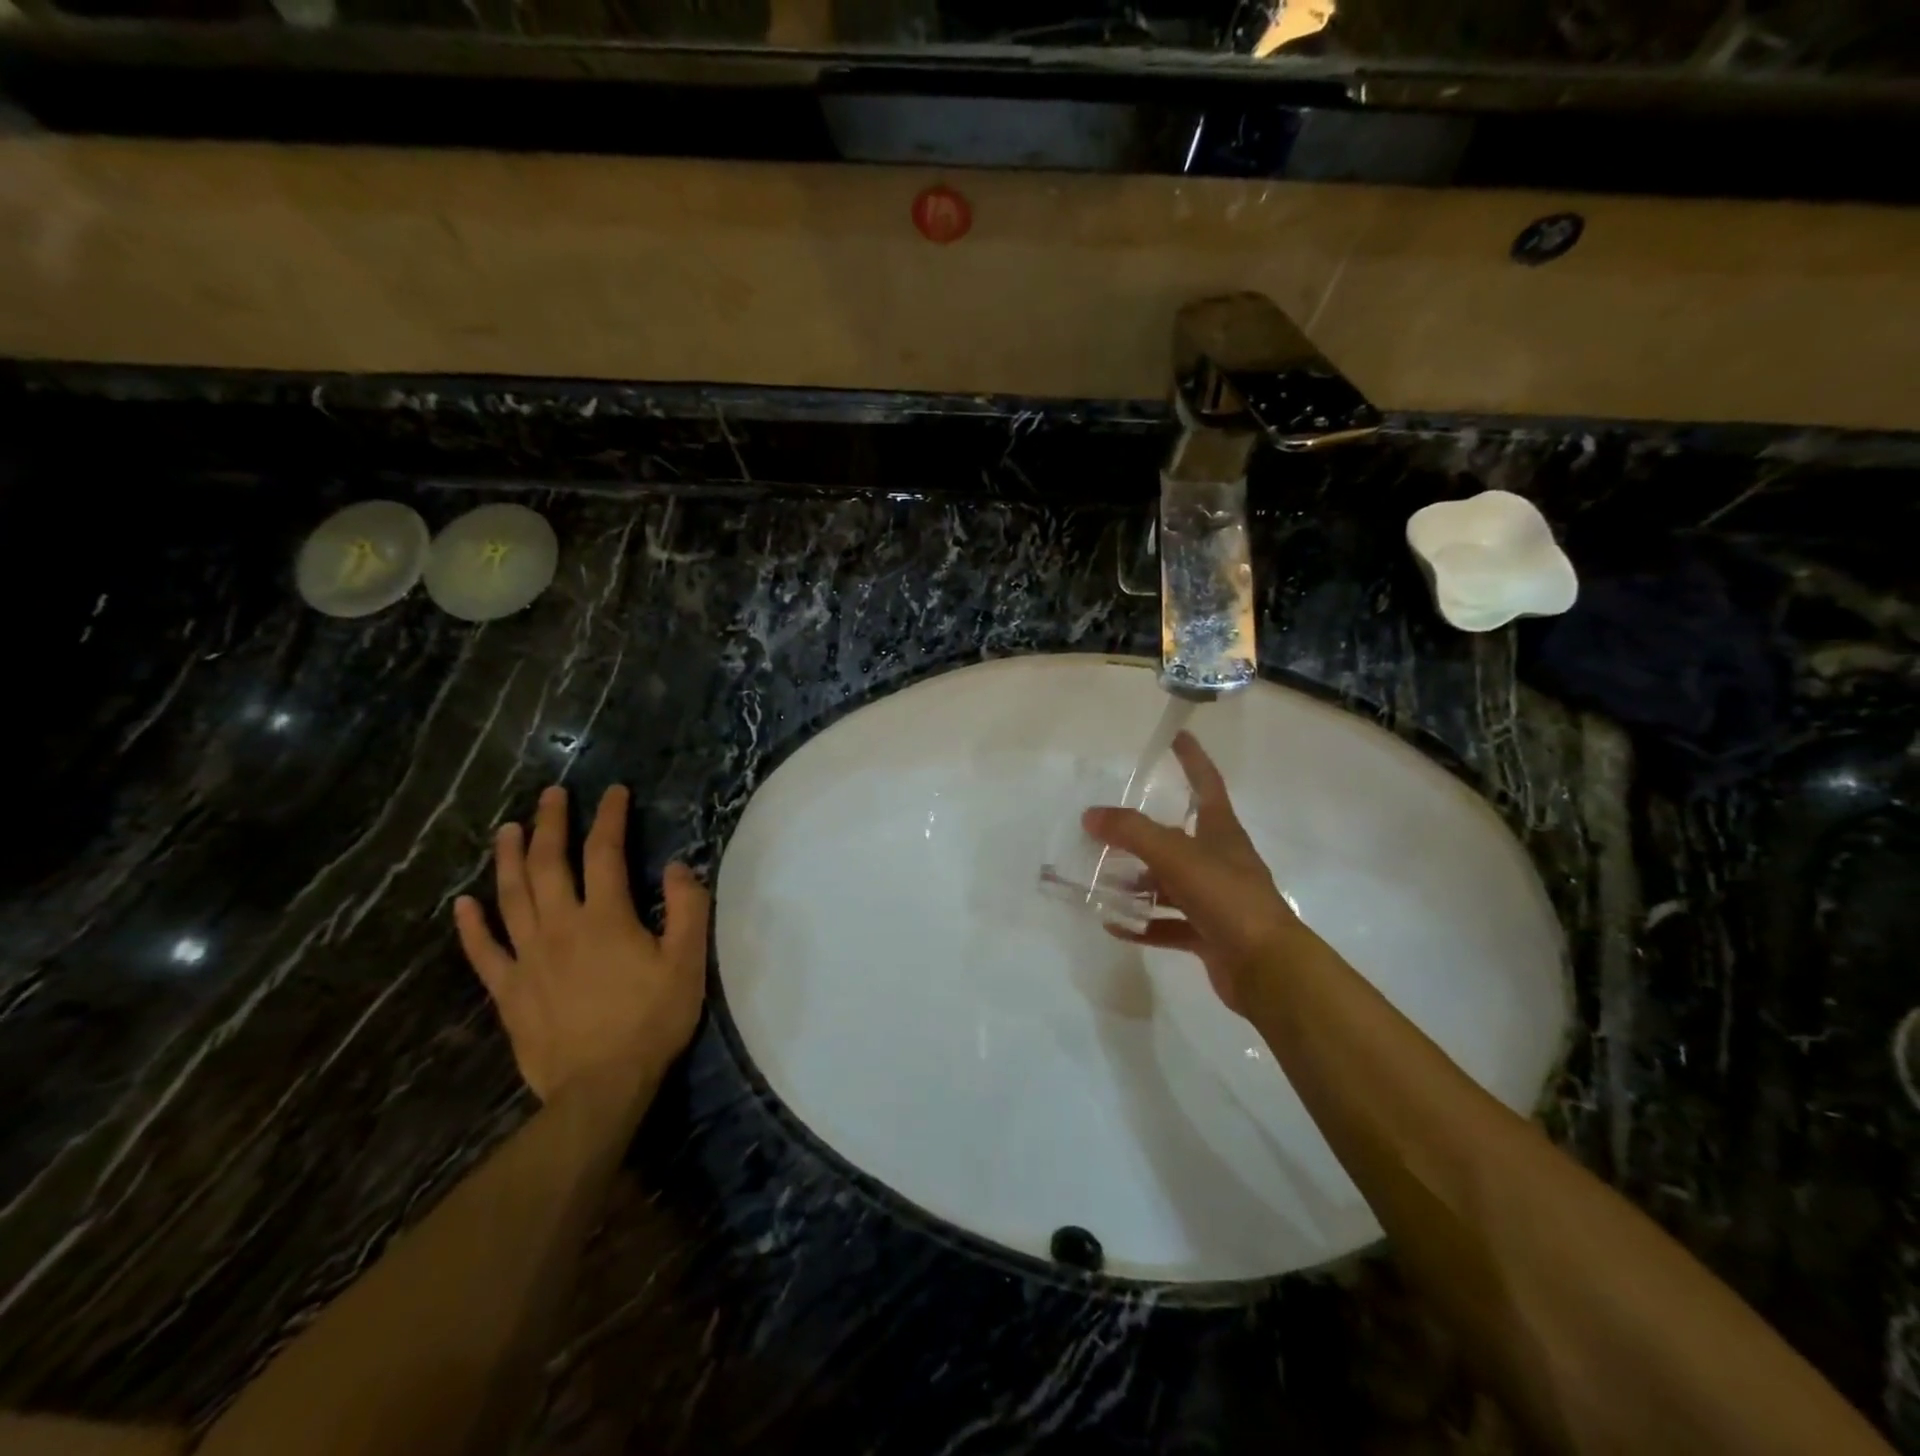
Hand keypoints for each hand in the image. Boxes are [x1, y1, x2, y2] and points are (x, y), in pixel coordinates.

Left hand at [454, 784, 709, 1104]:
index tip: (613, 791)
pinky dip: (471, 925)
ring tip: (507, 829)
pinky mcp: (508, 990)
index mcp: (605, 918)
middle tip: (550, 795)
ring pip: (511, 897)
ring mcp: (527, 958)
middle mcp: (560, 927)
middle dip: (550, 824)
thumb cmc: (651, 1021)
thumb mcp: (686, 962)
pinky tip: (462, 904)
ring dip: (508, 859)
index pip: (605, 853)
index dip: (609, 818)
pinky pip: (483, 952)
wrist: (600, 1087)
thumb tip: (677, 866)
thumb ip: (687, 909)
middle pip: (548, 864)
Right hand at [1082, 731, 1317, 1017]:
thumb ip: (1132, 832)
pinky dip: (1143, 923)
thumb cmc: (1226, 897)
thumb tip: (1091, 815)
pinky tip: (1114, 925)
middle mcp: (1219, 861)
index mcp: (1221, 832)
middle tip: (1106, 827)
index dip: (1192, 759)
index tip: (1177, 736)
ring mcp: (1215, 899)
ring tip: (1100, 880)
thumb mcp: (1176, 856)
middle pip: (1177, 837)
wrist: (1267, 967)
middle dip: (1142, 833)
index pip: (1207, 784)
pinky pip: (1168, 924)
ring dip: (1137, 882)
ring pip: (1168, 883)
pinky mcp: (1208, 933)